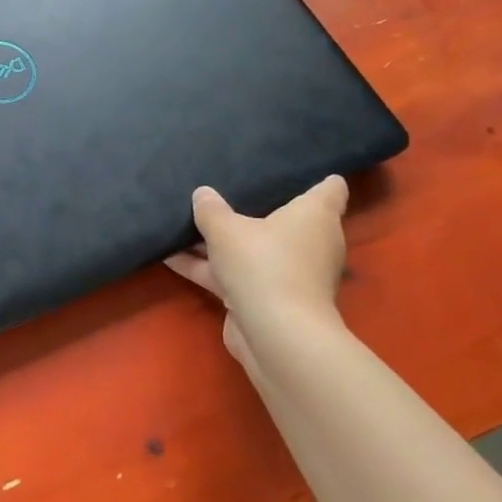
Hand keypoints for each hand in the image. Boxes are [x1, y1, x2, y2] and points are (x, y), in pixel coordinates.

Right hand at [164, 177, 348, 372]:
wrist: (274, 333)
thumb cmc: (263, 264)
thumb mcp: (226, 229)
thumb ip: (211, 210)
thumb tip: (202, 193)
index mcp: (314, 216)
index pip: (331, 188)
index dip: (317, 177)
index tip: (293, 167)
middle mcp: (309, 243)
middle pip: (285, 219)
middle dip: (257, 209)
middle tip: (226, 190)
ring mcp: (289, 273)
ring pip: (253, 249)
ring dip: (222, 242)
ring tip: (186, 222)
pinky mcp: (266, 299)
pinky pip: (234, 274)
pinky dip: (208, 267)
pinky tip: (170, 257)